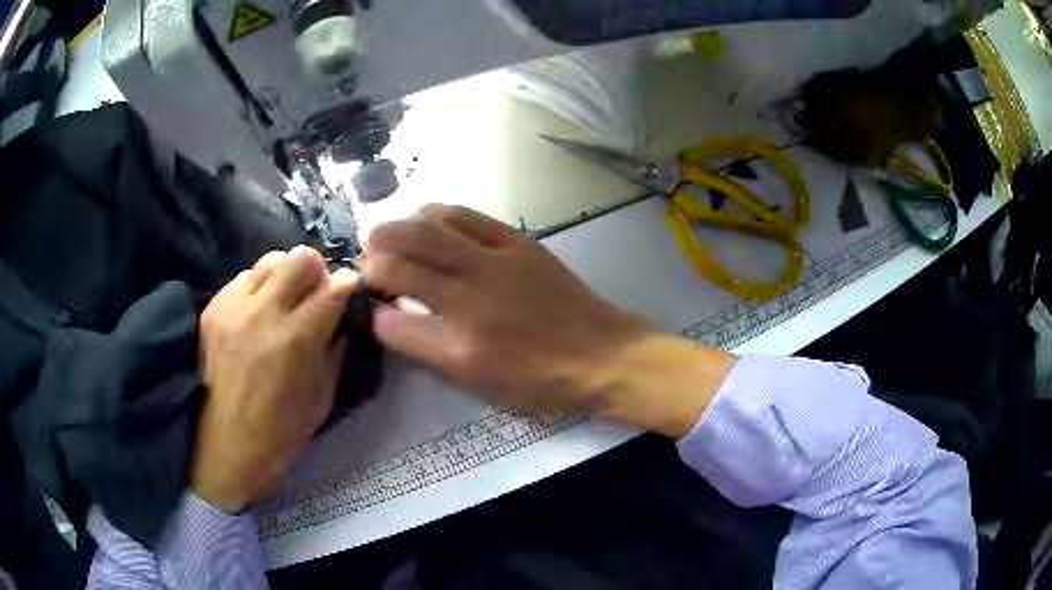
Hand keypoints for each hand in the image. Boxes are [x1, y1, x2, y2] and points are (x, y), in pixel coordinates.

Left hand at [193, 246, 356, 512]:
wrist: (226, 448)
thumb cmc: (281, 433)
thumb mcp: (323, 398)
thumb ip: (335, 351)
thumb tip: (343, 321)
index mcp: (298, 339)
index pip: (335, 287)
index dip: (349, 284)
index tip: (350, 291)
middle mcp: (265, 312)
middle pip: (302, 258)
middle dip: (318, 271)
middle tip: (316, 294)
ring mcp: (234, 307)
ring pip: (271, 259)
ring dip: (286, 275)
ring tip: (284, 299)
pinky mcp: (213, 309)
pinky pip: (243, 277)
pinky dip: (258, 287)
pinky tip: (257, 312)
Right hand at [362, 205, 735, 436]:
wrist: (601, 354)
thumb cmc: (540, 380)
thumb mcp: (478, 382)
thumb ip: (426, 349)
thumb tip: (386, 320)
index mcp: (460, 345)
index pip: (392, 321)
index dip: (370, 309)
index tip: (365, 303)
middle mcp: (470, 297)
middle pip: (401, 260)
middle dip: (372, 258)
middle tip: (365, 262)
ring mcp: (495, 262)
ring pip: (427, 228)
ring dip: (397, 228)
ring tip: (387, 236)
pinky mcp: (516, 241)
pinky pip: (465, 215)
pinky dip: (436, 214)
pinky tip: (428, 220)